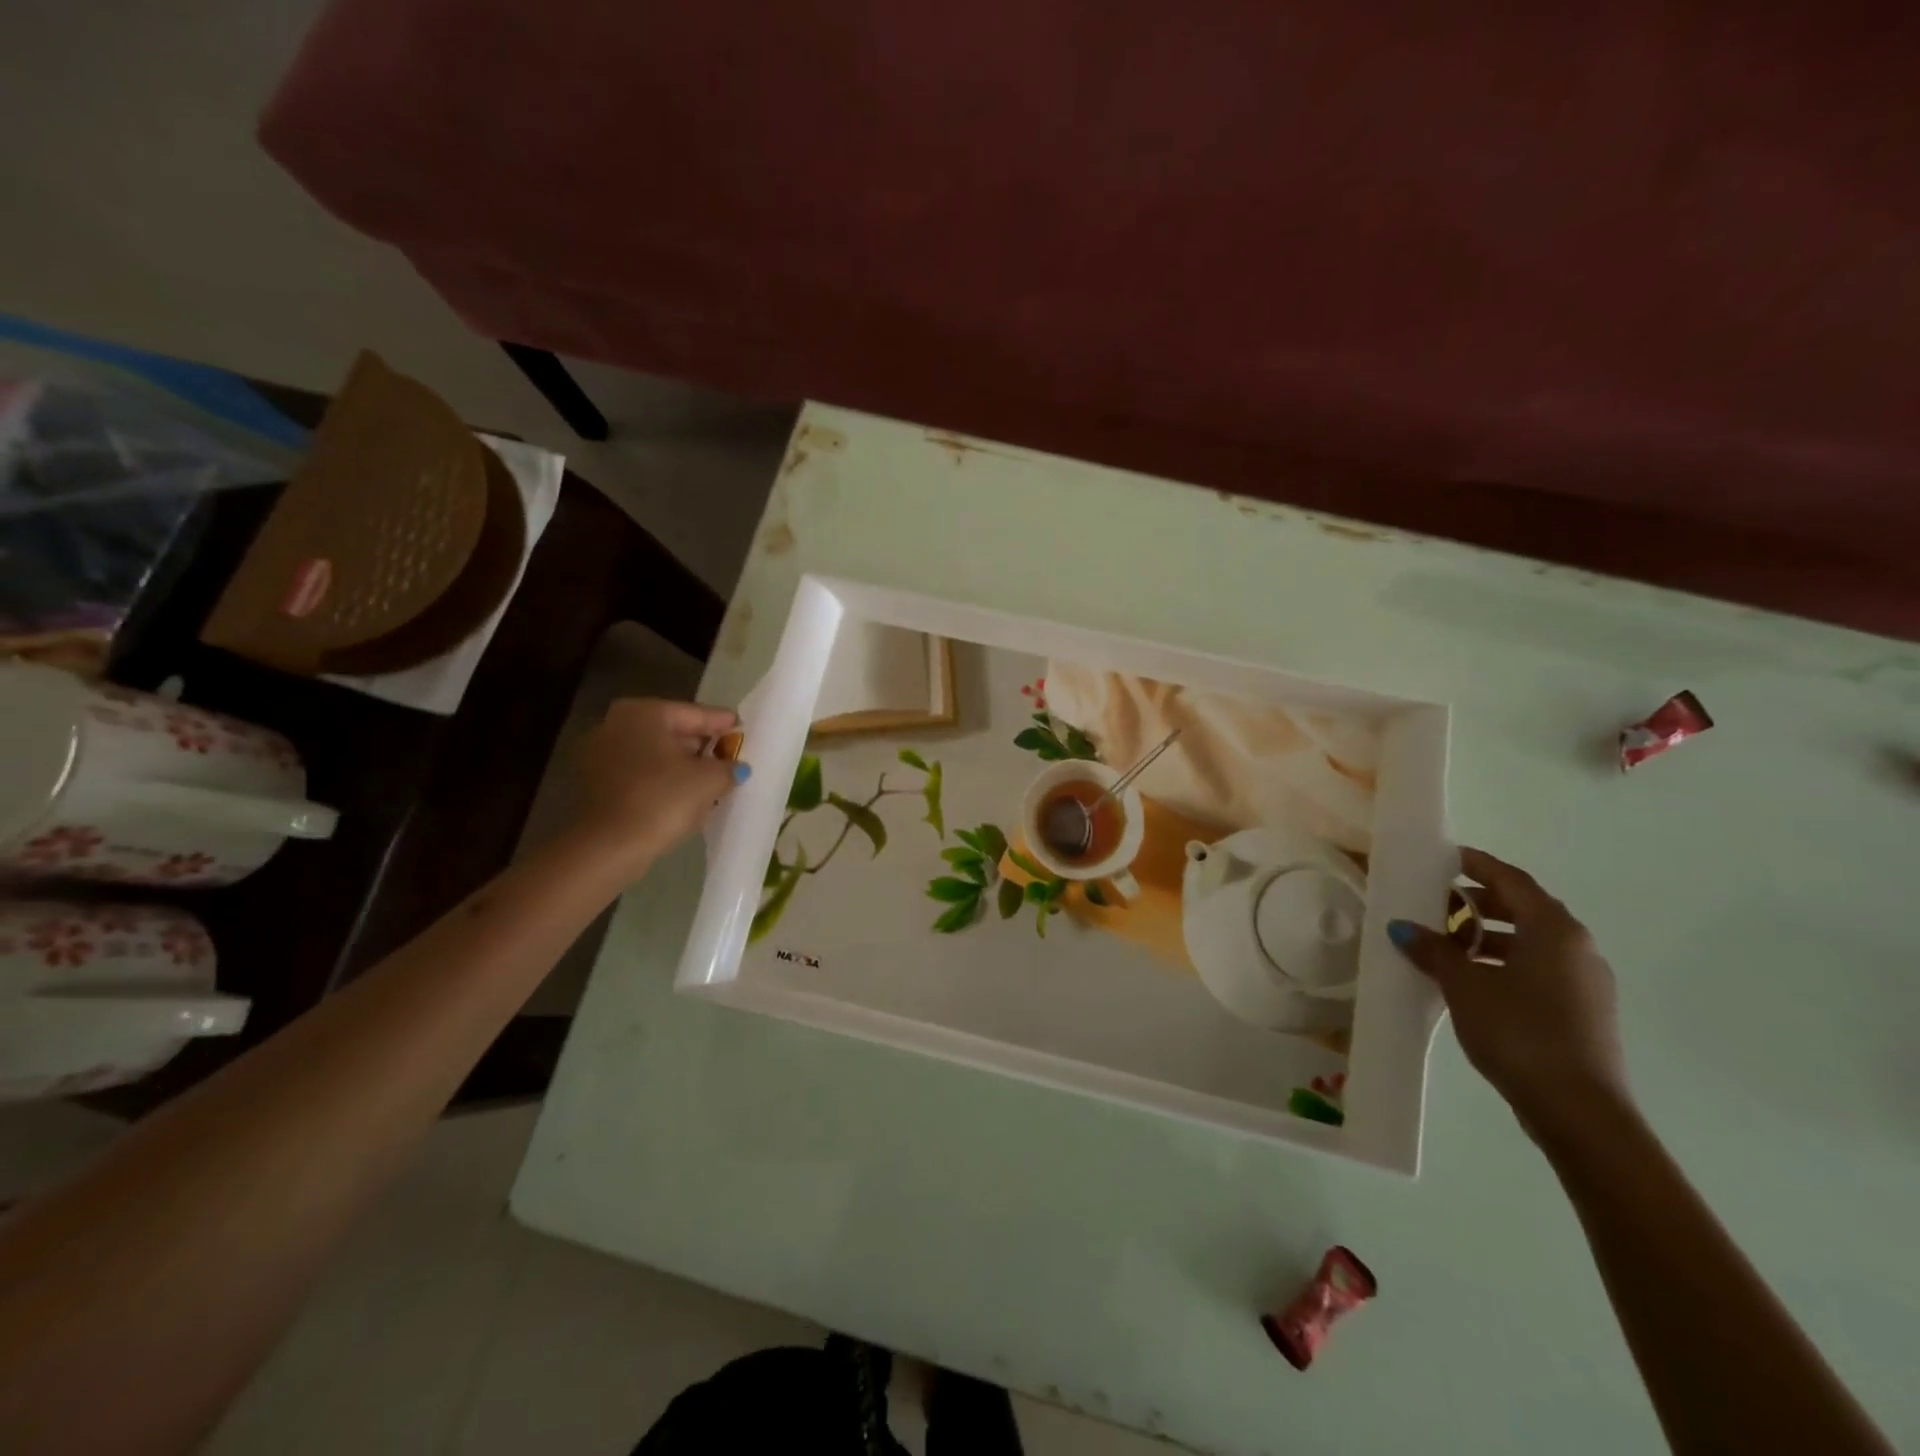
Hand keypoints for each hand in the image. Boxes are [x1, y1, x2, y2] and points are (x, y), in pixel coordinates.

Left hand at [569, 699, 747, 875]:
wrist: (608, 847)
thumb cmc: (662, 799)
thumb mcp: (710, 780)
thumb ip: (729, 767)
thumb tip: (736, 767)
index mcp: (643, 713)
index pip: (694, 713)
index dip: (721, 722)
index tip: (740, 727)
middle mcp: (615, 725)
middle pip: (670, 732)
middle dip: (699, 745)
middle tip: (727, 756)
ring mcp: (598, 755)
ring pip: (653, 755)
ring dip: (680, 766)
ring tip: (709, 780)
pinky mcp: (594, 786)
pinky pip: (639, 775)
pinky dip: (661, 781)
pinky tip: (682, 797)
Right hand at [1388, 848, 1629, 1143]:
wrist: (1578, 1109)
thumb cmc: (1519, 1031)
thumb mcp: (1464, 985)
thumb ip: (1434, 950)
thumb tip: (1403, 927)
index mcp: (1554, 929)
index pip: (1511, 880)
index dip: (1476, 865)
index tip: (1445, 858)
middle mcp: (1578, 947)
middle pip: (1524, 908)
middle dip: (1478, 903)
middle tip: (1437, 905)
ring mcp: (1586, 981)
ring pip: (1532, 941)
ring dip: (1489, 936)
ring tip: (1447, 946)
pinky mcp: (1583, 1011)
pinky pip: (1539, 968)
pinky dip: (1505, 962)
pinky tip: (1473, 980)